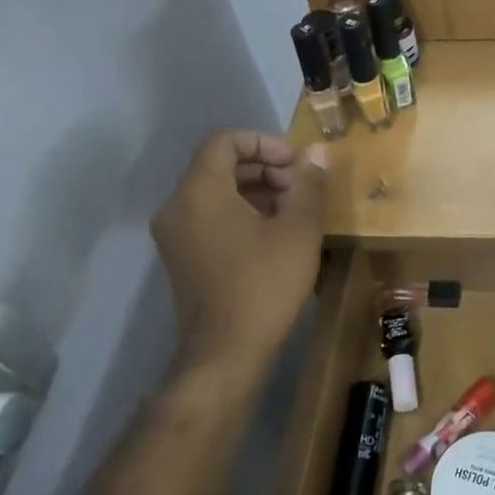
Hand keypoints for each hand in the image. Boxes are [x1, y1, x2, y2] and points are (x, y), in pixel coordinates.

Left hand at [151, 130, 327, 372]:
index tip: (296, 164)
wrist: (225, 354)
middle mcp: (178, 207)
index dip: (264, 142)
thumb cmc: (264, 285)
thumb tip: (318, 153)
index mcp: (199, 191)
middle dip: (264, 168)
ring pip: (216, 192)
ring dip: (256, 191)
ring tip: (294, 212)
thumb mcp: (299, 231)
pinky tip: (275, 236)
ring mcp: (175, 235)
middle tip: (301, 188)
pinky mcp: (182, 259)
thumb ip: (309, 185)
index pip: (225, 141)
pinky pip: (210, 218)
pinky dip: (241, 213)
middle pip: (219, 165)